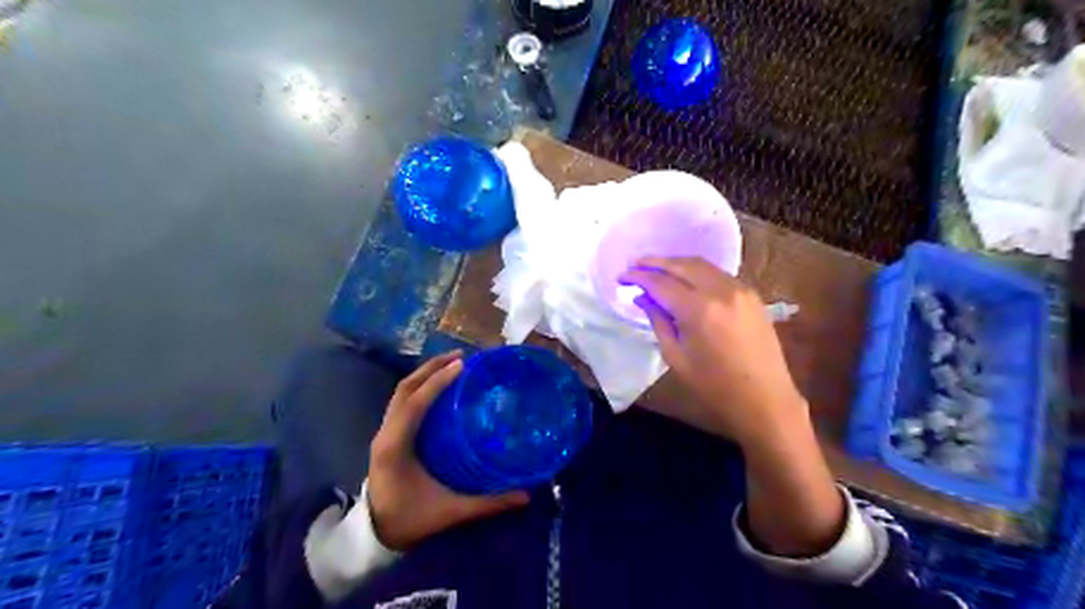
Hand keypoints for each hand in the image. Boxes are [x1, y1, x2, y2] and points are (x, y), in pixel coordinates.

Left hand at [367, 349, 532, 549]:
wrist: (374, 536)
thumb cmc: (410, 520)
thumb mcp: (450, 512)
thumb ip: (488, 503)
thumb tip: (526, 496)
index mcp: (396, 447)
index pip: (414, 404)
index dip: (437, 382)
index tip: (461, 365)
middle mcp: (386, 433)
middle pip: (404, 389)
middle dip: (430, 369)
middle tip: (460, 356)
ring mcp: (383, 433)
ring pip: (401, 393)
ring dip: (424, 375)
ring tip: (451, 363)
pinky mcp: (387, 436)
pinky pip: (402, 402)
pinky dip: (419, 387)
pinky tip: (438, 386)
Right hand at [619, 256, 803, 446]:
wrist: (765, 400)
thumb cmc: (714, 387)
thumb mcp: (676, 358)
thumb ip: (658, 321)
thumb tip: (643, 298)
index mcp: (699, 310)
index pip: (661, 282)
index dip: (638, 277)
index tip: (621, 277)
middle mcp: (721, 291)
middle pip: (682, 265)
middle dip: (655, 262)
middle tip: (634, 265)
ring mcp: (740, 290)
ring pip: (702, 264)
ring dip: (676, 264)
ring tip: (656, 269)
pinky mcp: (751, 295)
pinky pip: (718, 273)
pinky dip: (696, 271)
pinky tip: (685, 279)